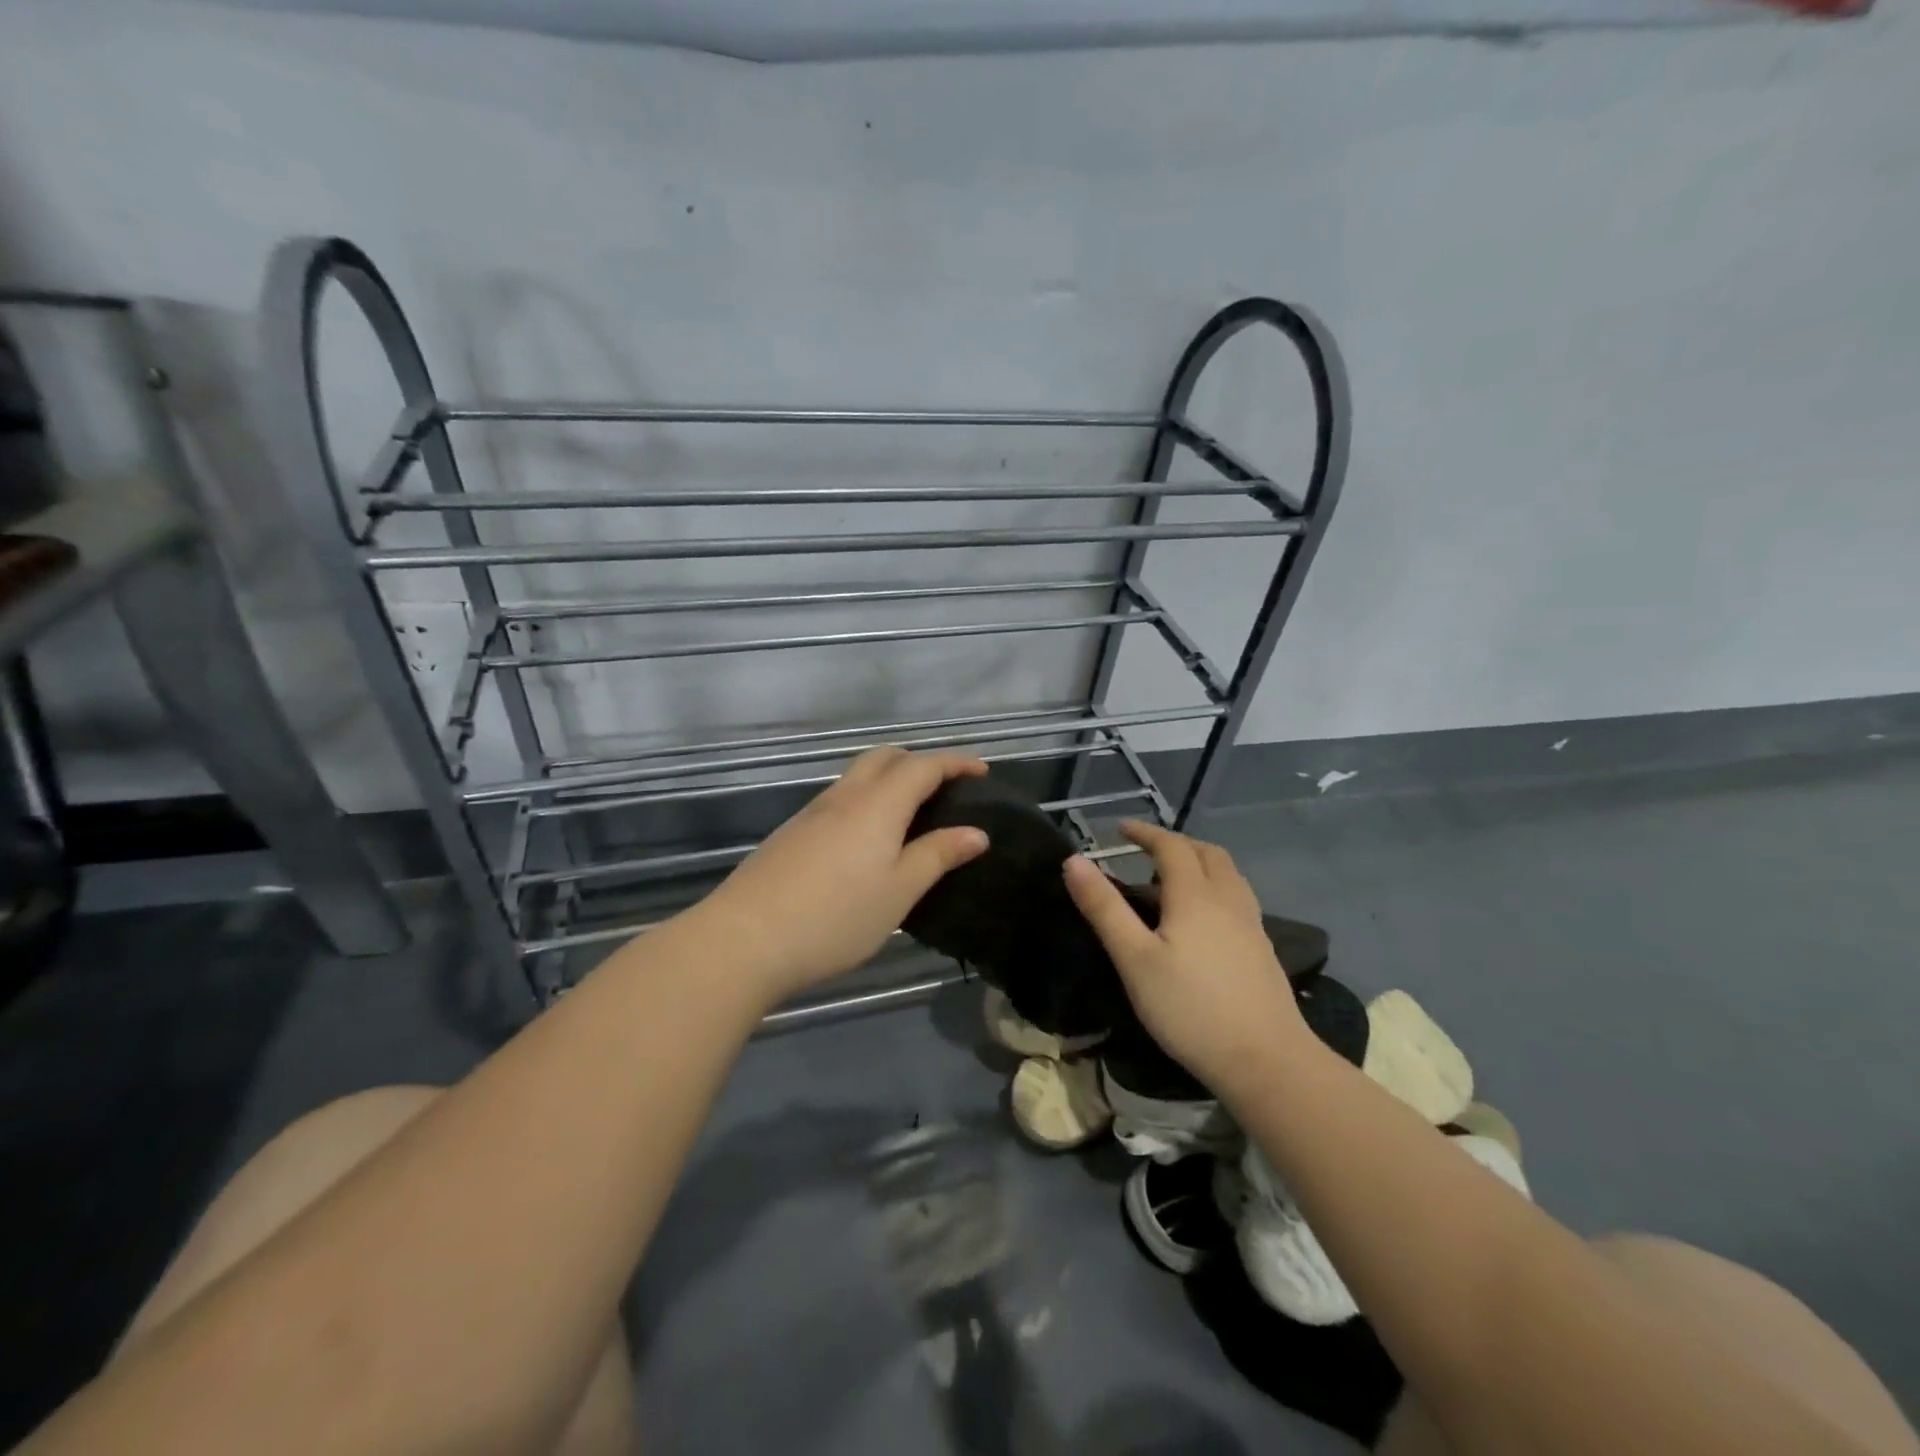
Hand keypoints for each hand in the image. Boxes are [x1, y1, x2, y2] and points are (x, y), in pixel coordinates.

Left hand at [684, 747, 990, 1007]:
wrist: (745, 938)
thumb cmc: (836, 917)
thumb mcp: (899, 891)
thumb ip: (938, 855)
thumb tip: (977, 832)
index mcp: (878, 804)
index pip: (923, 766)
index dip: (956, 763)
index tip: (982, 771)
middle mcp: (845, 796)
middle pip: (885, 758)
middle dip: (919, 762)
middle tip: (945, 789)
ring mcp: (813, 813)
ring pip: (858, 777)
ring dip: (890, 780)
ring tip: (912, 815)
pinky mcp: (792, 833)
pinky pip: (840, 799)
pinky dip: (866, 801)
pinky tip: (868, 840)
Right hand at [1063, 821, 1311, 1095]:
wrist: (1266, 1061)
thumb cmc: (1190, 1009)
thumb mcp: (1134, 959)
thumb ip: (1104, 908)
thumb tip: (1074, 860)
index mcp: (1195, 895)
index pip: (1170, 846)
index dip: (1145, 832)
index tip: (1120, 829)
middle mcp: (1228, 899)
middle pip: (1207, 853)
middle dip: (1175, 843)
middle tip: (1147, 851)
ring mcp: (1251, 924)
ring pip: (1228, 874)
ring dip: (1200, 862)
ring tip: (1174, 880)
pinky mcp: (1263, 949)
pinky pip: (1237, 897)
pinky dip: (1216, 887)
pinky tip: (1204, 918)